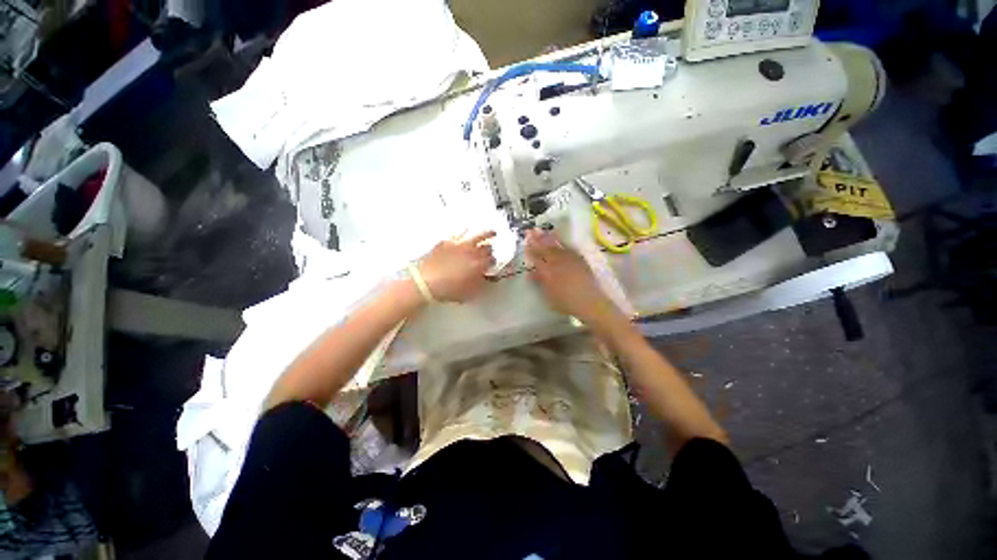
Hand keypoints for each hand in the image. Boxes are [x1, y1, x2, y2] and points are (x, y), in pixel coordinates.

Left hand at [417, 231, 495, 302]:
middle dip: (490, 250)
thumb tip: (484, 278)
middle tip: (490, 252)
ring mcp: (460, 245)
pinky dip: (466, 232)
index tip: (493, 264)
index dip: (494, 262)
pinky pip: (459, 234)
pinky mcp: (448, 242)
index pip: (492, 261)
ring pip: (478, 236)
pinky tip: (467, 230)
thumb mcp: (469, 293)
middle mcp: (472, 252)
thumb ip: (480, 284)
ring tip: (492, 232)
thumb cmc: (448, 290)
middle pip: (487, 248)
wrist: (425, 282)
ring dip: (487, 234)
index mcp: (479, 265)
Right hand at [525, 229, 617, 323]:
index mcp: (548, 272)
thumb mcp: (549, 295)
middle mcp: (558, 262)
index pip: (536, 258)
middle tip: (530, 230)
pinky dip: (561, 242)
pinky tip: (558, 238)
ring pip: (556, 245)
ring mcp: (569, 259)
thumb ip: (539, 282)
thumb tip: (531, 272)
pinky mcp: (579, 259)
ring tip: (541, 230)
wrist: (589, 302)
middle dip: (537, 239)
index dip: (530, 249)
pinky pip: (568, 247)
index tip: (525, 241)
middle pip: (545, 248)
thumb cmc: (566, 302)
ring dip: (548, 237)